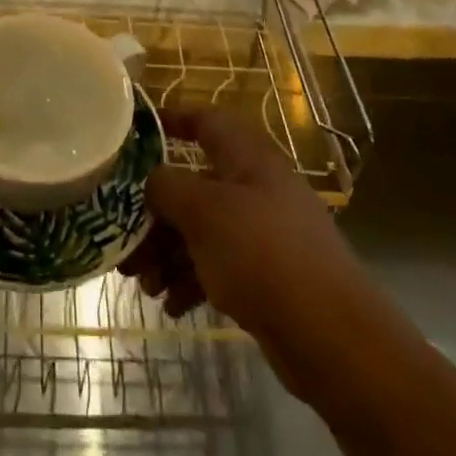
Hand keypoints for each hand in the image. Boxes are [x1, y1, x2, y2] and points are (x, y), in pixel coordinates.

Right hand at [121, 109, 362, 395]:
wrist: (331, 336)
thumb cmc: (261, 253)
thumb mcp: (202, 211)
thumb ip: (166, 186)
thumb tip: (151, 180)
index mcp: (246, 156)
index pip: (205, 120)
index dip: (171, 119)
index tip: (135, 134)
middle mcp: (255, 186)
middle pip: (193, 183)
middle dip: (155, 211)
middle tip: (123, 238)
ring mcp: (262, 232)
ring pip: (201, 229)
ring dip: (167, 251)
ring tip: (142, 283)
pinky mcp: (266, 274)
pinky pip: (217, 264)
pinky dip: (191, 279)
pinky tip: (171, 305)